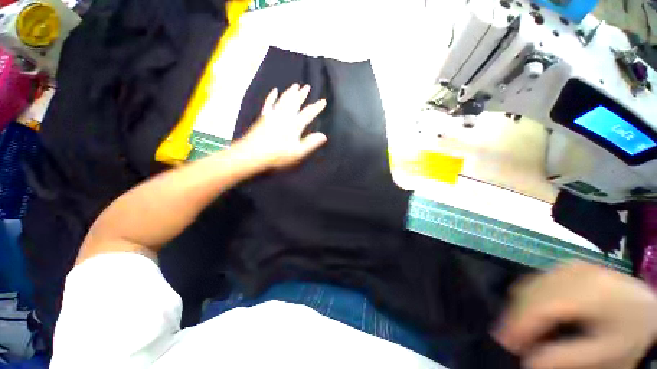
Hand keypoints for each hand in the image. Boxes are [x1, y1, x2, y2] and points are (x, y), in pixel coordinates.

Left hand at [235, 84, 327, 169]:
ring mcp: (273, 115)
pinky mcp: (264, 116)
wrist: (253, 154)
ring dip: (290, 92)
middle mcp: (285, 116)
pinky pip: (269, 103)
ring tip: (295, 85)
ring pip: (283, 100)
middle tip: (307, 86)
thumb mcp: (298, 152)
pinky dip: (272, 96)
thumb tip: (323, 135)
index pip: (308, 114)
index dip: (316, 108)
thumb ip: (310, 143)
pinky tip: (274, 91)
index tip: (323, 101)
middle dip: (302, 95)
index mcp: (294, 125)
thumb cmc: (278, 155)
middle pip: (295, 102)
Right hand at [494, 262, 656, 368]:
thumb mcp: (606, 354)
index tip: (505, 343)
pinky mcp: (568, 267)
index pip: (544, 306)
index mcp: (592, 293)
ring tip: (519, 328)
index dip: (520, 323)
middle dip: (515, 315)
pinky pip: (538, 279)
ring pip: (531, 283)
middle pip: (533, 292)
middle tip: (509, 339)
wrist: (648, 309)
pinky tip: (532, 311)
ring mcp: (571, 266)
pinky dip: (529, 296)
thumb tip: (529, 361)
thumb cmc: (629, 334)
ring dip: (519, 306)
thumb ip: (568, 358)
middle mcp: (577, 273)